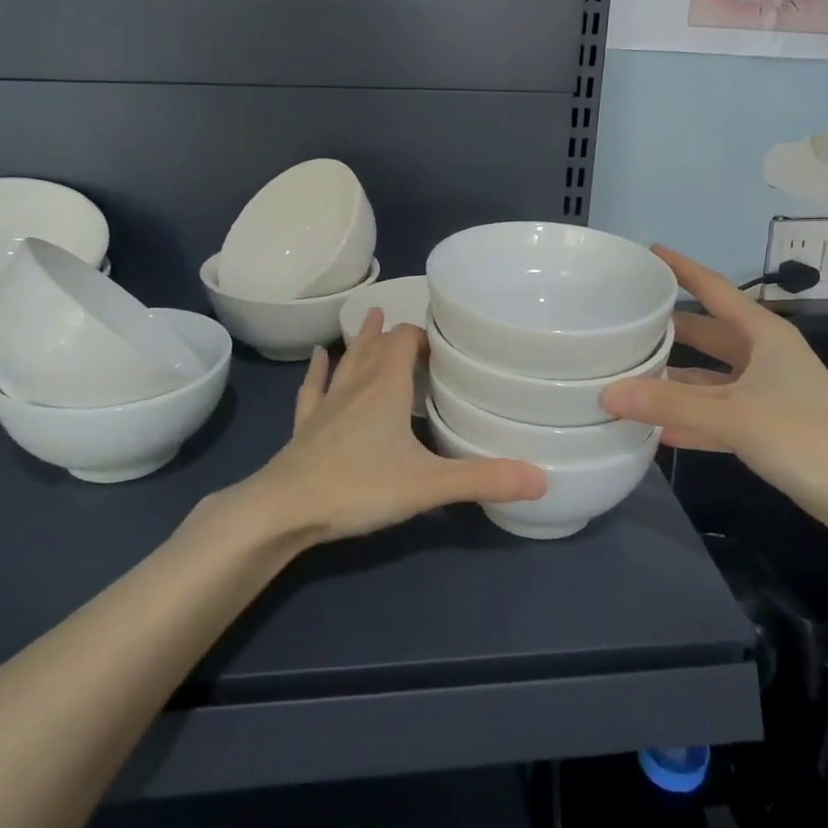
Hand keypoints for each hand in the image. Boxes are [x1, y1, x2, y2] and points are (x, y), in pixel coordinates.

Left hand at [242, 312, 545, 544]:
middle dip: (396, 334)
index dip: (424, 335)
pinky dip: (320, 370)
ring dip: (362, 340)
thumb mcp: (428, 484)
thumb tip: (543, 479)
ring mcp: (327, 404)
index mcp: (385, 387)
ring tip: (370, 317)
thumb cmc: (359, 487)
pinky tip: (319, 356)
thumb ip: (483, 479)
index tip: (445, 342)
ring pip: (348, 360)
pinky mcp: (305, 425)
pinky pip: (314, 387)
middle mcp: (356, 385)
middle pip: (377, 345)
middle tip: (416, 332)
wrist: (285, 509)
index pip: (405, 340)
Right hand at [601, 246, 827, 533]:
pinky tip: (657, 430)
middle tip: (626, 322)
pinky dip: (692, 419)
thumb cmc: (804, 435)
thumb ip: (669, 403)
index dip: (683, 269)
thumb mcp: (732, 414)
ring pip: (711, 378)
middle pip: (708, 334)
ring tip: (631, 376)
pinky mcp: (769, 428)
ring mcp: (768, 393)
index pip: (715, 290)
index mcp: (764, 335)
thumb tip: (607, 393)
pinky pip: (719, 415)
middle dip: (671, 330)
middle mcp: (765, 356)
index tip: (650, 252)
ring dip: (676, 381)